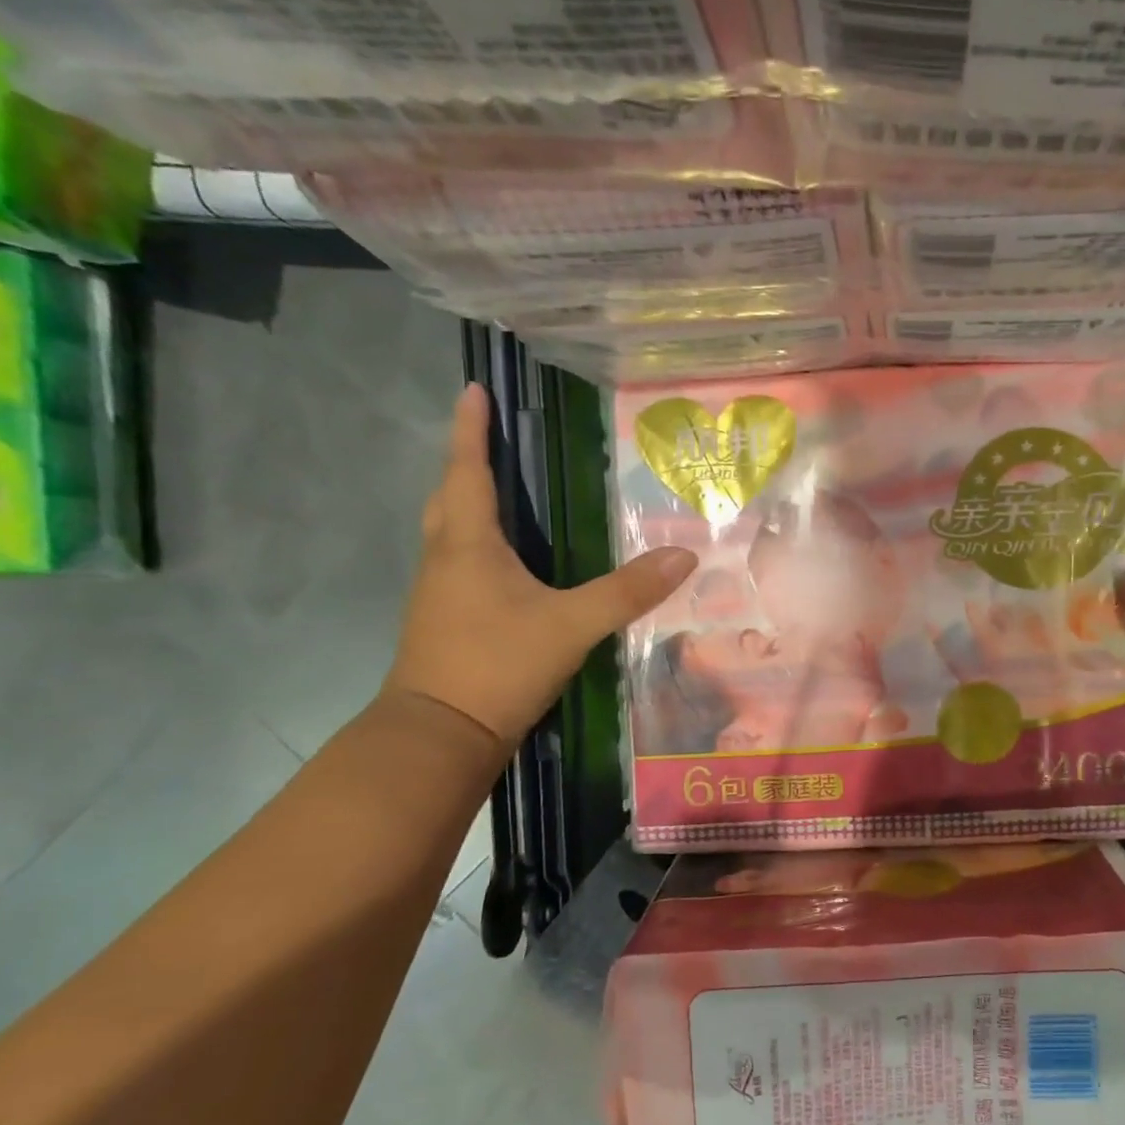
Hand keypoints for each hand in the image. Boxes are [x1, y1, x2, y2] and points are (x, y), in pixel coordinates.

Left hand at [385, 385, 695, 744]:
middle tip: (493, 439)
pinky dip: (478, 543)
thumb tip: (685, 557)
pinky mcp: (445, 620)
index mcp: (469, 546)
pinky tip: (509, 561)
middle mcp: (446, 560)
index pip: (469, 472)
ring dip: (469, 502)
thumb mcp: (572, 626)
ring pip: (450, 531)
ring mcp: (440, 593)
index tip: (472, 388)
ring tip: (504, 490)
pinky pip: (460, 562)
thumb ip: (628, 591)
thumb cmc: (497, 665)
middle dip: (468, 463)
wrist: (439, 735)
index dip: (471, 430)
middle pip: (450, 497)